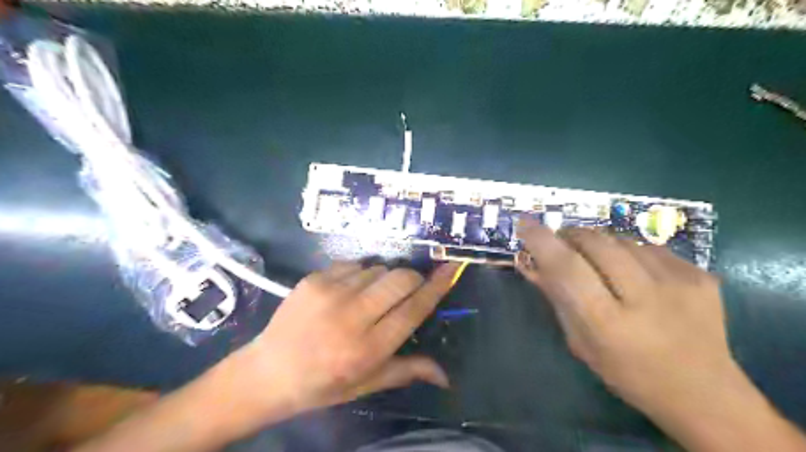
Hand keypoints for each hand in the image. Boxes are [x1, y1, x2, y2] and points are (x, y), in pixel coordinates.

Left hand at [231, 262, 459, 417]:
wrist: (267, 372)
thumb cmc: (322, 384)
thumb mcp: (367, 384)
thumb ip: (407, 371)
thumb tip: (446, 375)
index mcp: (367, 348)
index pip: (413, 309)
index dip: (436, 287)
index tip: (451, 268)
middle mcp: (351, 316)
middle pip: (400, 279)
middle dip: (412, 279)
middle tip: (406, 290)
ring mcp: (330, 292)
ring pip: (378, 268)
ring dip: (383, 279)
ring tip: (369, 297)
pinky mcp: (314, 278)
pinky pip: (354, 263)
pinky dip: (360, 274)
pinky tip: (347, 291)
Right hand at [513, 221, 733, 414]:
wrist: (704, 393)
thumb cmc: (627, 373)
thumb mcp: (580, 343)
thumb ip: (557, 299)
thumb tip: (531, 262)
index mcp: (608, 323)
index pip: (567, 268)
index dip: (542, 241)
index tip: (526, 225)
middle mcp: (645, 297)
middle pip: (596, 242)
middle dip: (571, 236)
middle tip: (563, 243)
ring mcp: (679, 282)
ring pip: (621, 239)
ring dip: (600, 243)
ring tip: (599, 262)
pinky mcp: (700, 274)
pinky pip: (649, 247)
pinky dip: (629, 252)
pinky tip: (634, 273)